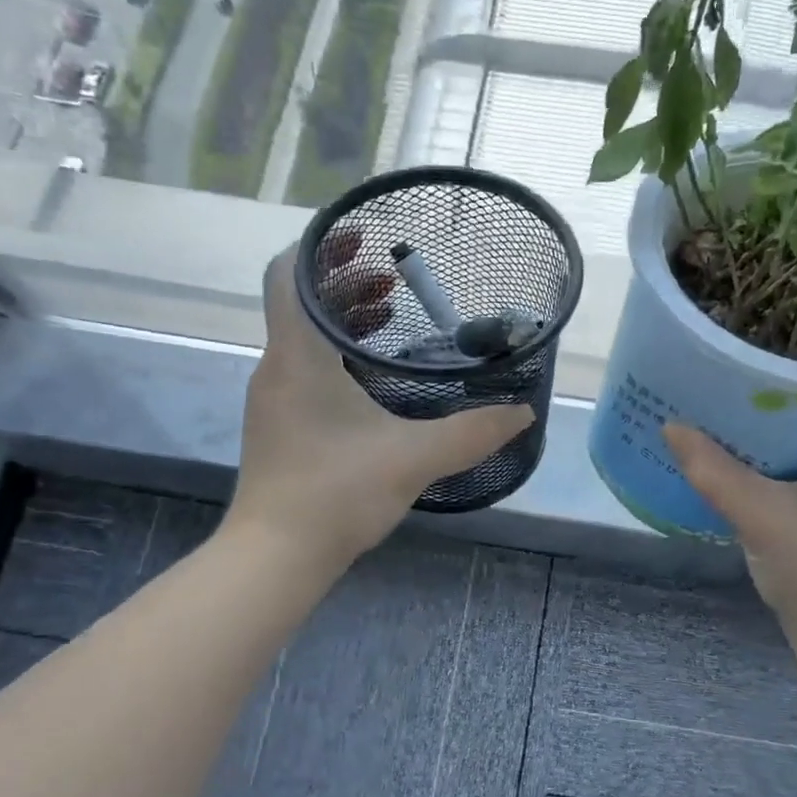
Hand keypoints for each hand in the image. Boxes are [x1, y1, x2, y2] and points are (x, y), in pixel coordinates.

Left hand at [227, 241, 531, 569]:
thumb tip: (523, 414)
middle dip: (345, 284)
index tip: (364, 241)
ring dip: (342, 322)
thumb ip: (473, 433)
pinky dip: (336, 357)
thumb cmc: (336, 493)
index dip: (321, 246)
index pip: (289, 273)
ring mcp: (273, 400)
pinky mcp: (280, 428)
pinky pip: (304, 370)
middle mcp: (276, 368)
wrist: (276, 556)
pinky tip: (374, 381)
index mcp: (298, 355)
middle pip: (300, 303)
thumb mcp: (414, 457)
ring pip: (302, 339)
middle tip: (394, 282)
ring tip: (390, 320)